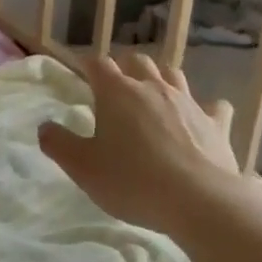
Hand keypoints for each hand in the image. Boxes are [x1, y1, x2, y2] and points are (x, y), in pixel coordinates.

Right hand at [39, 52, 261, 236]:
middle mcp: (153, 88)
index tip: (82, 74)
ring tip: (153, 95)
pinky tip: (201, 120)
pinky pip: (214, 106)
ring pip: (173, 75)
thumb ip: (58, 144)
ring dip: (161, 79)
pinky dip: (205, 109)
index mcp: (117, 93)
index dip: (88, 66)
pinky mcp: (216, 123)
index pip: (98, 64)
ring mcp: (189, 103)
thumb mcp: (82, 168)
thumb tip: (45, 127)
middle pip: (138, 61)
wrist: (198, 200)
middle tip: (116, 87)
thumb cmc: (132, 181)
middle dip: (125, 67)